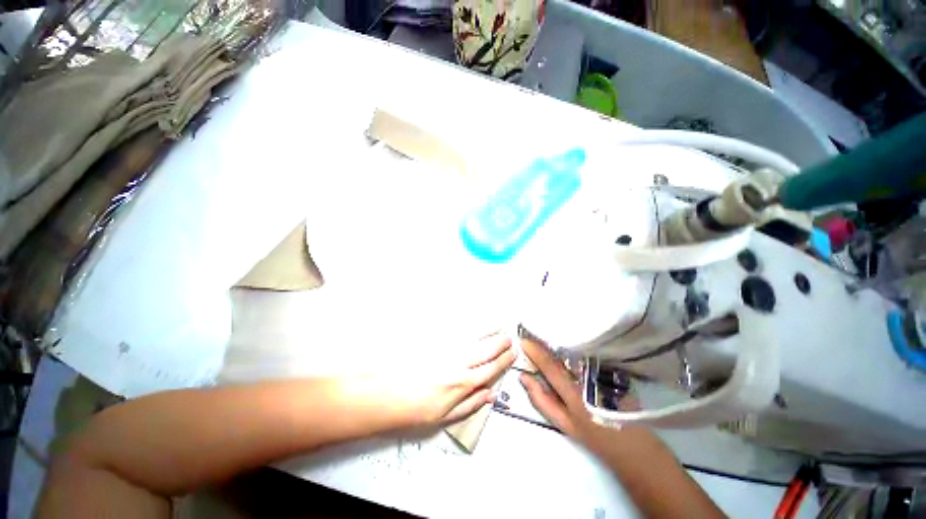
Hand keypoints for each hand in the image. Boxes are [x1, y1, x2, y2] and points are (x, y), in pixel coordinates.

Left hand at [377, 332, 515, 427]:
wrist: (384, 391)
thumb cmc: (413, 408)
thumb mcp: (444, 417)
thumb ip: (470, 404)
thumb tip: (491, 394)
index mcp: (463, 382)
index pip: (491, 368)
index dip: (504, 360)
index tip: (513, 353)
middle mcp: (459, 361)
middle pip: (486, 349)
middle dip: (501, 342)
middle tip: (509, 337)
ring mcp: (447, 346)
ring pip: (474, 335)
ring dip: (488, 330)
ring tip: (497, 326)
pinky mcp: (435, 336)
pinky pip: (457, 327)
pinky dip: (469, 324)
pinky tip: (474, 321)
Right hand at [519, 338, 653, 454]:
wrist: (633, 443)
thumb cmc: (594, 436)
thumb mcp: (563, 423)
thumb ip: (541, 399)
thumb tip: (523, 376)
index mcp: (572, 391)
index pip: (548, 363)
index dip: (533, 349)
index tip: (521, 340)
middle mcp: (585, 375)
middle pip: (559, 352)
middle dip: (542, 341)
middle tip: (529, 334)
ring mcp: (599, 369)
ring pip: (571, 349)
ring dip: (556, 343)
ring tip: (543, 337)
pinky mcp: (608, 366)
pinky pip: (583, 353)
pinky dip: (570, 347)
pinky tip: (564, 345)